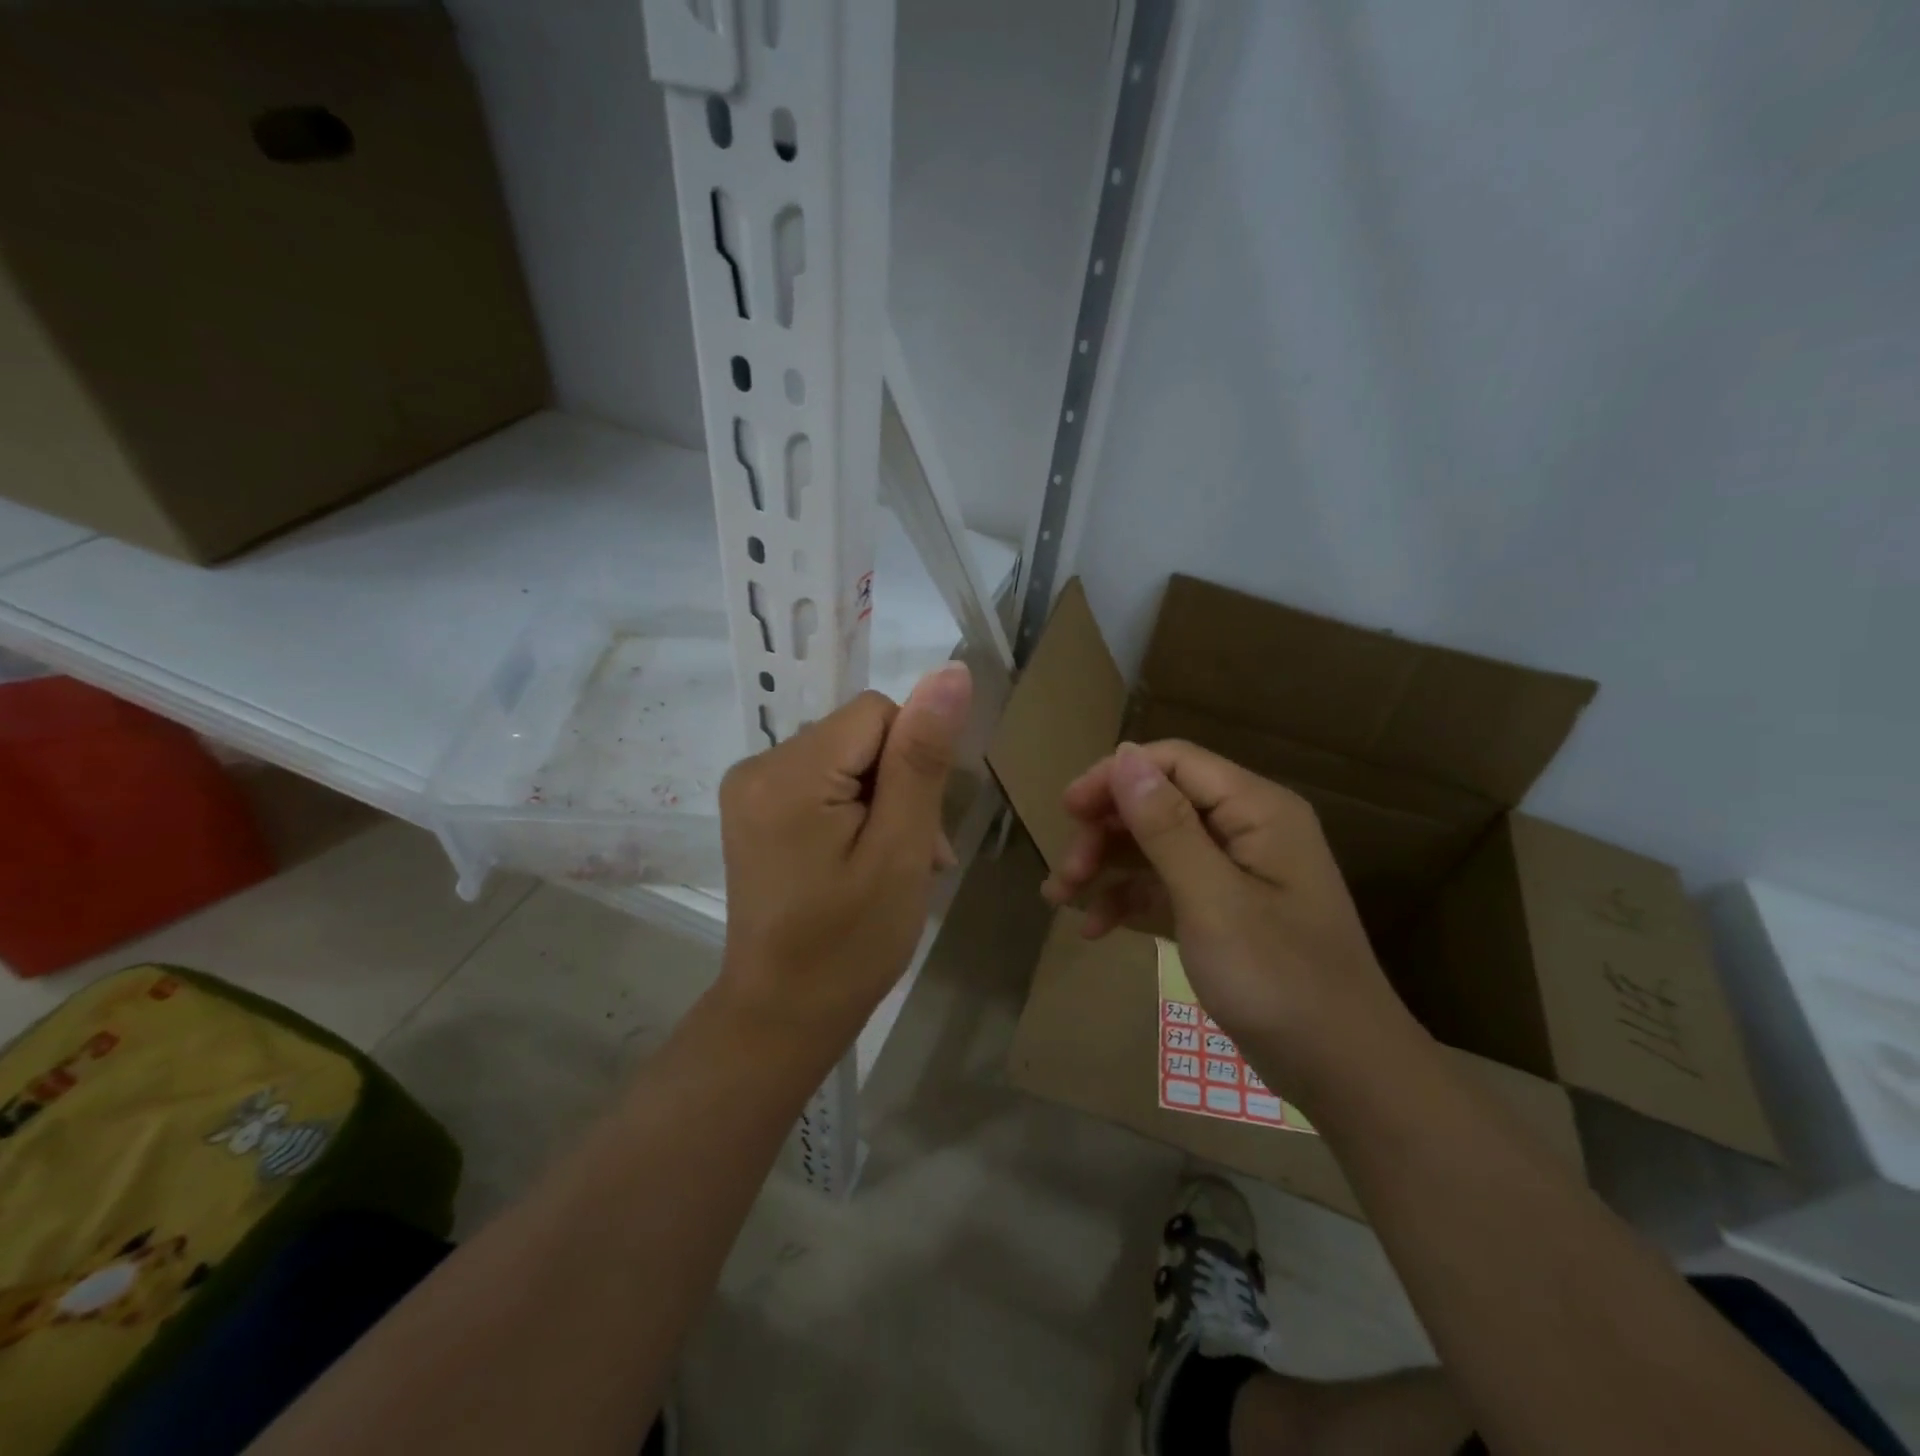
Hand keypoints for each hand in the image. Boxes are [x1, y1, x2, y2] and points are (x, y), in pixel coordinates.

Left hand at [716, 663, 971, 1053]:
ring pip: (845, 757)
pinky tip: (860, 859)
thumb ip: (922, 758)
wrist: (782, 1013)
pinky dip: (852, 811)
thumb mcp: (900, 850)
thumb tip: (951, 672)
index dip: (913, 762)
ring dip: (880, 801)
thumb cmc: (850, 944)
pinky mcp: (753, 808)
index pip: (878, 713)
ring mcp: (749, 787)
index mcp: (790, 771)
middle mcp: (757, 764)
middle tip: (910, 857)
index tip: (918, 829)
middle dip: (898, 785)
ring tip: (890, 865)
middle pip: (859, 734)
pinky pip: (821, 780)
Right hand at [1042, 740, 1414, 1099]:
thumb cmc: (1280, 982)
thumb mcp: (1214, 902)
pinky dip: (1126, 901)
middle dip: (1105, 831)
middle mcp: (1245, 828)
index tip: (1067, 811)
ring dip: (1105, 867)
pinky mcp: (1221, 910)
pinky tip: (1093, 929)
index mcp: (1256, 810)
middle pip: (1157, 803)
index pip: (1173, 762)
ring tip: (1060, 899)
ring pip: (1153, 846)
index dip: (1114, 777)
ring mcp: (1232, 871)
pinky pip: (1163, 887)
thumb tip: (1124, 755)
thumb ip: (1167, 826)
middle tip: (1065, 875)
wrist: (1344, 1074)